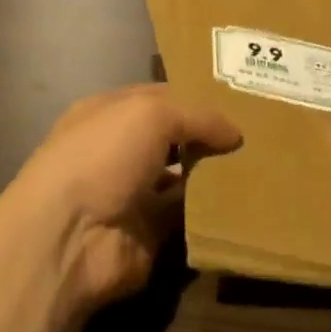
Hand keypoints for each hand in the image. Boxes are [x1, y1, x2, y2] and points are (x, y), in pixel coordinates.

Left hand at [5, 85, 240, 311]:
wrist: (70, 235)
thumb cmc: (103, 155)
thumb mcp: (150, 113)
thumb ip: (196, 115)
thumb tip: (235, 132)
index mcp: (109, 113)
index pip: (157, 97)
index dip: (193, 96)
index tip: (239, 99)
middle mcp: (118, 150)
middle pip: (171, 137)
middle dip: (207, 136)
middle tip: (259, 134)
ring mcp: (132, 193)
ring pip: (181, 177)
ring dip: (212, 174)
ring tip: (260, 166)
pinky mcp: (147, 233)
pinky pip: (186, 217)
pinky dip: (210, 211)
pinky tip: (243, 201)